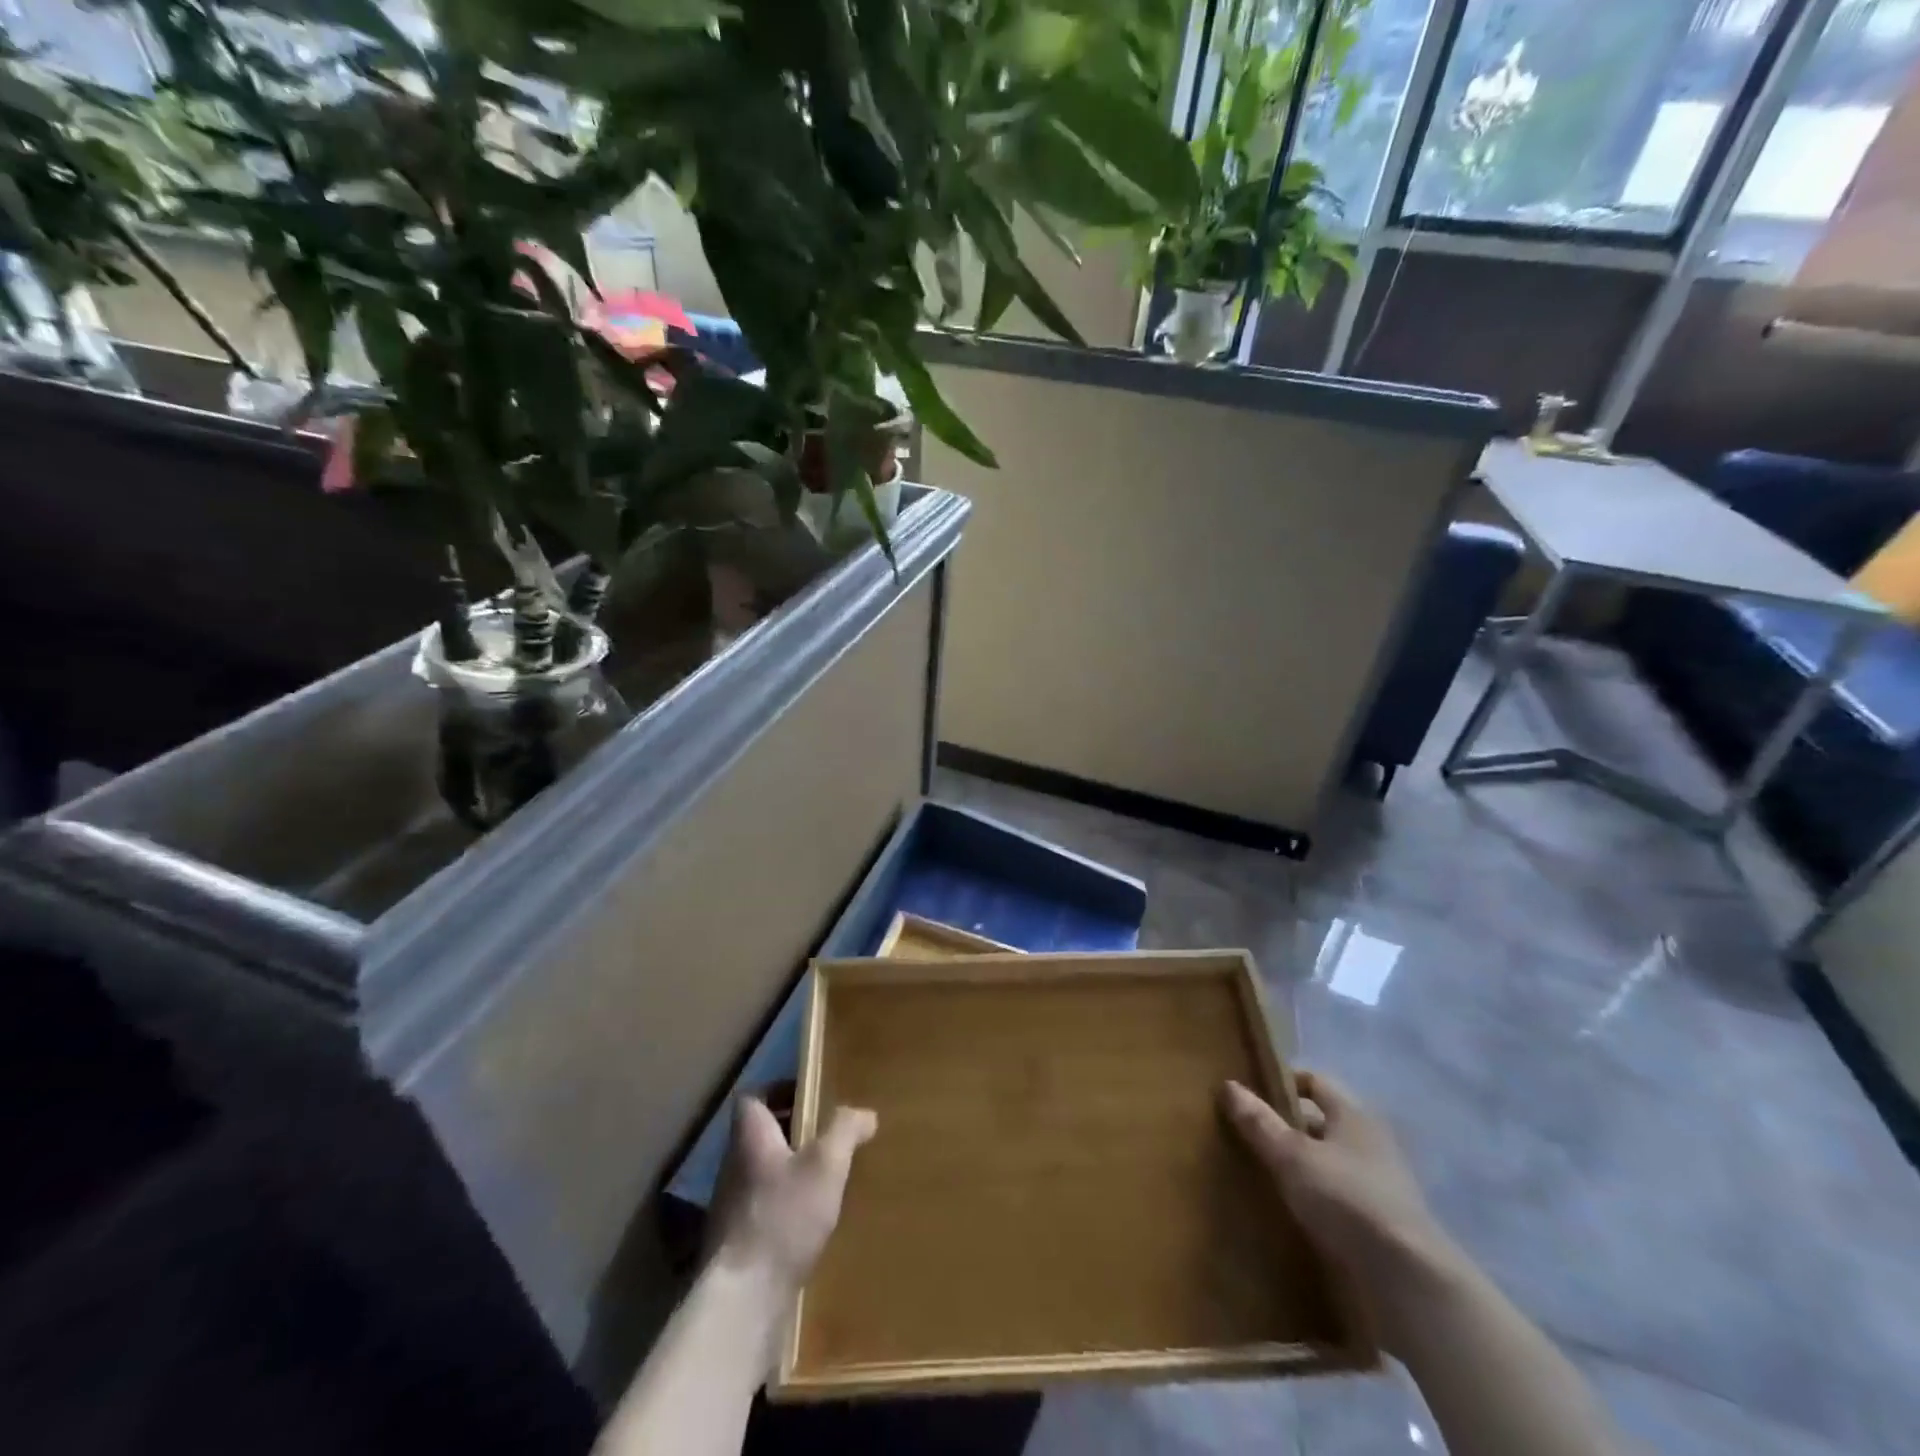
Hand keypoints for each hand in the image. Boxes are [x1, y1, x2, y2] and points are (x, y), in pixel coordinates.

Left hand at [709, 1096, 876, 1289]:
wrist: (742, 1299)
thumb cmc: (783, 1216)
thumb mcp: (826, 1164)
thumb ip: (845, 1131)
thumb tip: (865, 1113)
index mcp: (749, 1136)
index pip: (752, 1097)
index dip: (778, 1090)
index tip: (809, 1096)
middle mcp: (733, 1165)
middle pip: (759, 1134)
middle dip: (791, 1131)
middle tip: (827, 1136)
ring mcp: (730, 1206)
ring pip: (761, 1172)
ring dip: (789, 1170)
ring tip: (825, 1178)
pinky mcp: (735, 1243)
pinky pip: (762, 1207)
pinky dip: (784, 1205)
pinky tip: (810, 1222)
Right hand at [1222, 1073, 1462, 1352]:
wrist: (1409, 1283)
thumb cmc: (1348, 1199)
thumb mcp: (1292, 1156)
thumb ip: (1260, 1123)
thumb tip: (1228, 1084)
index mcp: (1354, 1115)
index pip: (1315, 1082)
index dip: (1283, 1082)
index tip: (1250, 1093)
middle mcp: (1371, 1143)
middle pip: (1321, 1124)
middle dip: (1286, 1128)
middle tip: (1245, 1136)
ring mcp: (1381, 1188)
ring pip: (1329, 1165)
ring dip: (1300, 1169)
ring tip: (1259, 1178)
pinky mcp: (1382, 1229)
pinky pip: (1338, 1203)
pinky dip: (1315, 1204)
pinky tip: (1288, 1216)